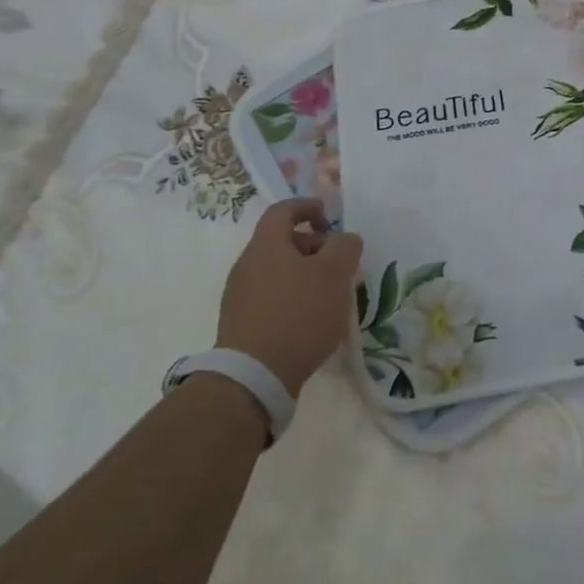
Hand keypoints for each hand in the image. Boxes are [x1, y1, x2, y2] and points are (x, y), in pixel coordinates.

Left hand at [217, 198, 363, 393]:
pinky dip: (292, 298)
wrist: (254, 377)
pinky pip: (270, 297)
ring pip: (277, 271)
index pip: (283, 210)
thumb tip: (344, 239)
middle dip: (313, 247)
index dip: (307, 207)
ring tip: (329, 296)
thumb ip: (345, 248)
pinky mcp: (240, 324)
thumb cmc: (298, 314)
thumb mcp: (334, 274)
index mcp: (266, 246)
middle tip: (338, 265)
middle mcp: (247, 265)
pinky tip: (310, 321)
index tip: (329, 217)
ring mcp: (239, 296)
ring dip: (304, 275)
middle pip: (281, 242)